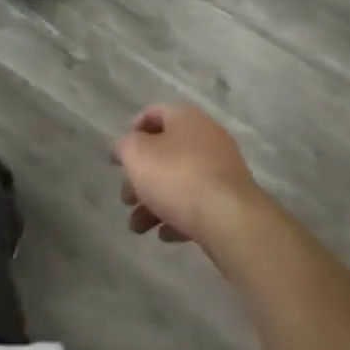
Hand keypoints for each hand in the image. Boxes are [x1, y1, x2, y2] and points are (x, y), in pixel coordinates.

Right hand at [113, 104, 266, 251]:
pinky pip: (198, 203)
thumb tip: (124, 147)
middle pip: (166, 151)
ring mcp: (222, 168)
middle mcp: (206, 136)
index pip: (154, 113)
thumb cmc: (178, 177)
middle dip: (142, 176)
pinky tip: (165, 235)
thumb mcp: (137, 155)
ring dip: (155, 201)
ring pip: (180, 180)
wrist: (230, 219)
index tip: (118, 159)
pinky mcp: (231, 199)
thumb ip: (125, 147)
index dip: (132, 132)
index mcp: (185, 116)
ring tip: (137, 227)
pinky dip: (178, 216)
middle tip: (125, 198)